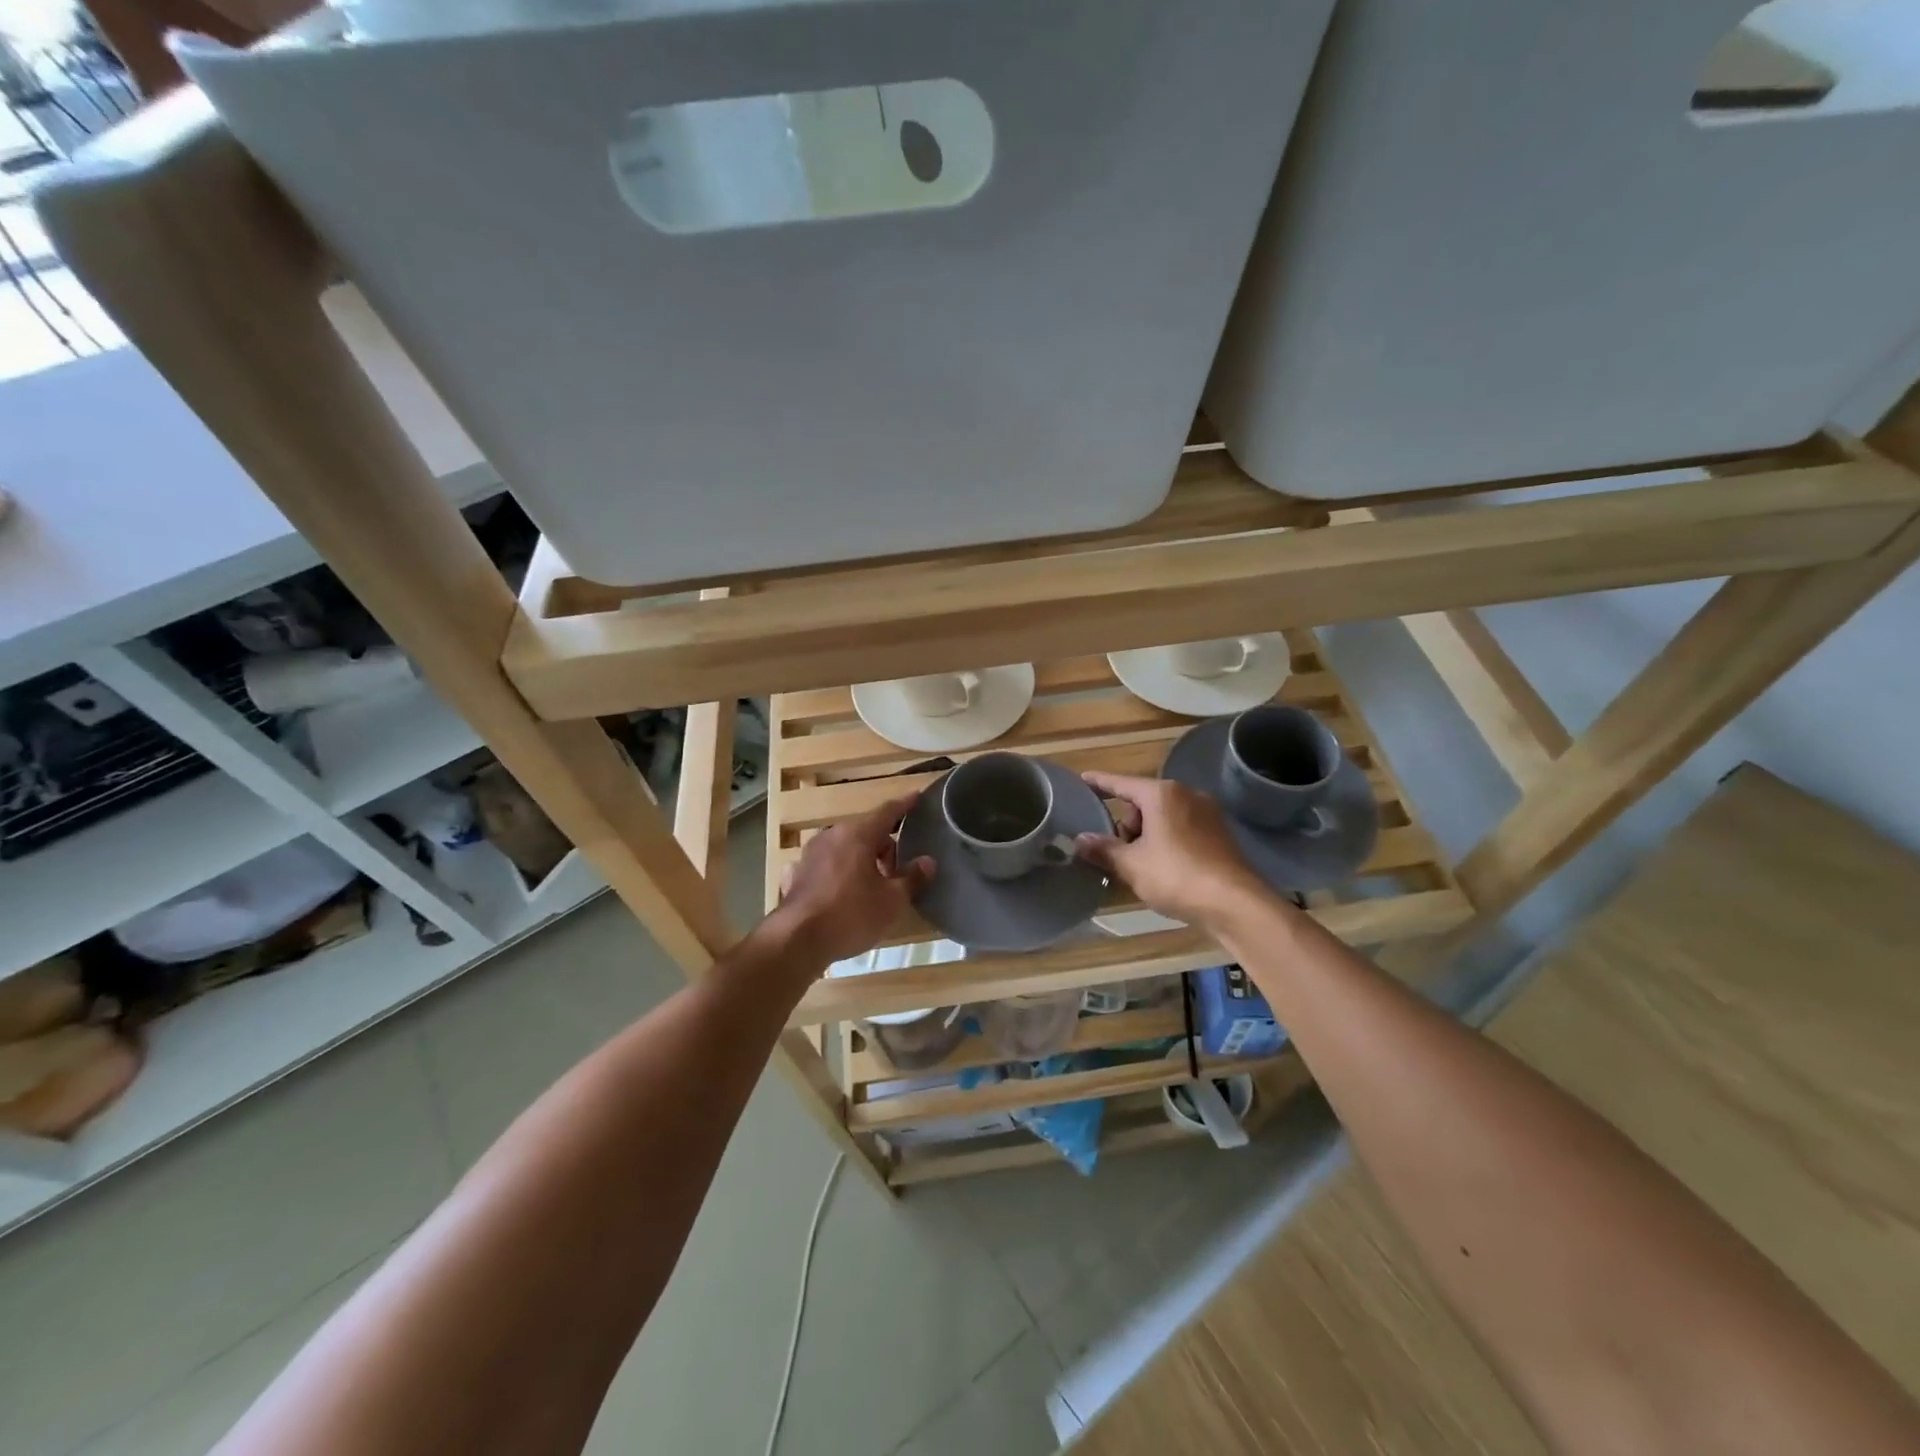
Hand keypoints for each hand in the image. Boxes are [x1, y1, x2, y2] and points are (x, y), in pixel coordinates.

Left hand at [770, 794, 934, 969]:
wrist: (796, 941)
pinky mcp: (795, 875)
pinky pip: (824, 866)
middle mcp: (831, 836)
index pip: (887, 811)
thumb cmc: (851, 915)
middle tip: (897, 872)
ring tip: (871, 885)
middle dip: (884, 846)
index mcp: (858, 834)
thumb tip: (928, 861)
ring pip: (844, 848)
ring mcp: (809, 854)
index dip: (905, 805)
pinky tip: (839, 891)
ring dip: (860, 859)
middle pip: (866, 831)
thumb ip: (912, 878)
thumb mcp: (892, 901)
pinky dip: (837, 873)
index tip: (916, 797)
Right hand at [1076, 771, 1268, 931]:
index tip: (1083, 779)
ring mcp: (1207, 813)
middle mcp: (1186, 795)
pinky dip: (1166, 842)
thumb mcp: (1132, 865)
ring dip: (1147, 837)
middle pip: (1143, 803)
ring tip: (1141, 867)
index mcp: (1162, 795)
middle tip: (1120, 855)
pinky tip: (1164, 869)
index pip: (1121, 783)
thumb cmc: (1176, 876)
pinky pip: (1181, 829)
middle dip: (1127, 825)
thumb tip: (1079, 840)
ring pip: (1163, 817)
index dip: (1100, 782)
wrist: (1235, 903)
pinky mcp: (1219, 834)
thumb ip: (1104, 849)